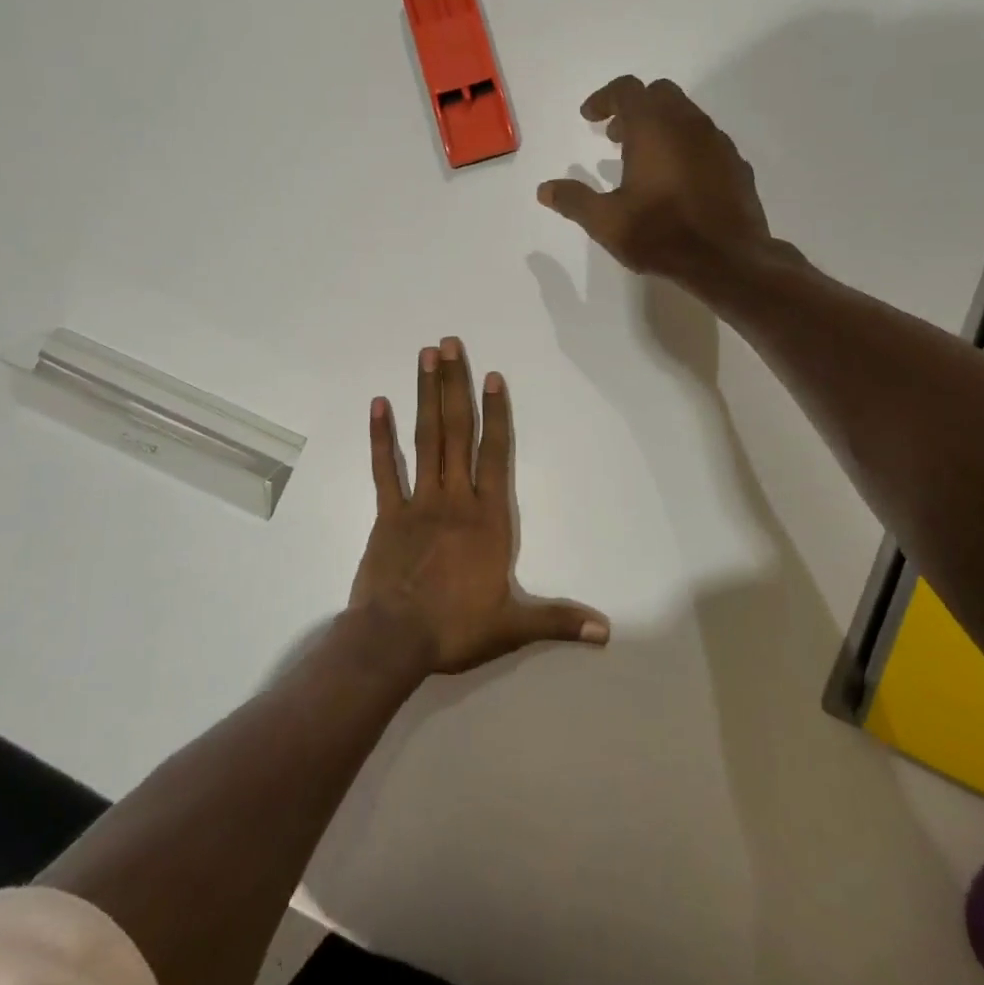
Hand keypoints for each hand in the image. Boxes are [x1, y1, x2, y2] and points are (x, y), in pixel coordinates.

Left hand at [349, 338, 609, 674]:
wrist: (393, 641)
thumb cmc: (456, 628)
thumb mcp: (513, 627)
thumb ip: (559, 620)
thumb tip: (606, 631)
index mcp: (487, 517)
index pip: (495, 454)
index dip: (496, 413)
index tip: (492, 376)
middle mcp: (454, 498)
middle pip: (456, 431)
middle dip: (455, 385)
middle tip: (449, 343)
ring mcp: (417, 502)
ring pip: (424, 439)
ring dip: (425, 396)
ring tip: (425, 357)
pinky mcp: (386, 514)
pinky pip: (383, 469)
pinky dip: (380, 436)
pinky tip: (378, 403)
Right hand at [536, 76, 777, 290]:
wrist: (727, 259)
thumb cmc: (661, 234)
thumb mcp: (606, 222)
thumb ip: (574, 201)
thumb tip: (545, 190)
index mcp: (653, 128)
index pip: (626, 90)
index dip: (603, 99)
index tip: (589, 118)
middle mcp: (688, 124)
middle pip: (659, 93)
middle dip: (633, 108)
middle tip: (614, 136)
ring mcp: (717, 142)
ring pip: (686, 114)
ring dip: (660, 126)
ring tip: (643, 159)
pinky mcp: (735, 163)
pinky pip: (705, 140)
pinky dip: (684, 146)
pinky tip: (677, 179)